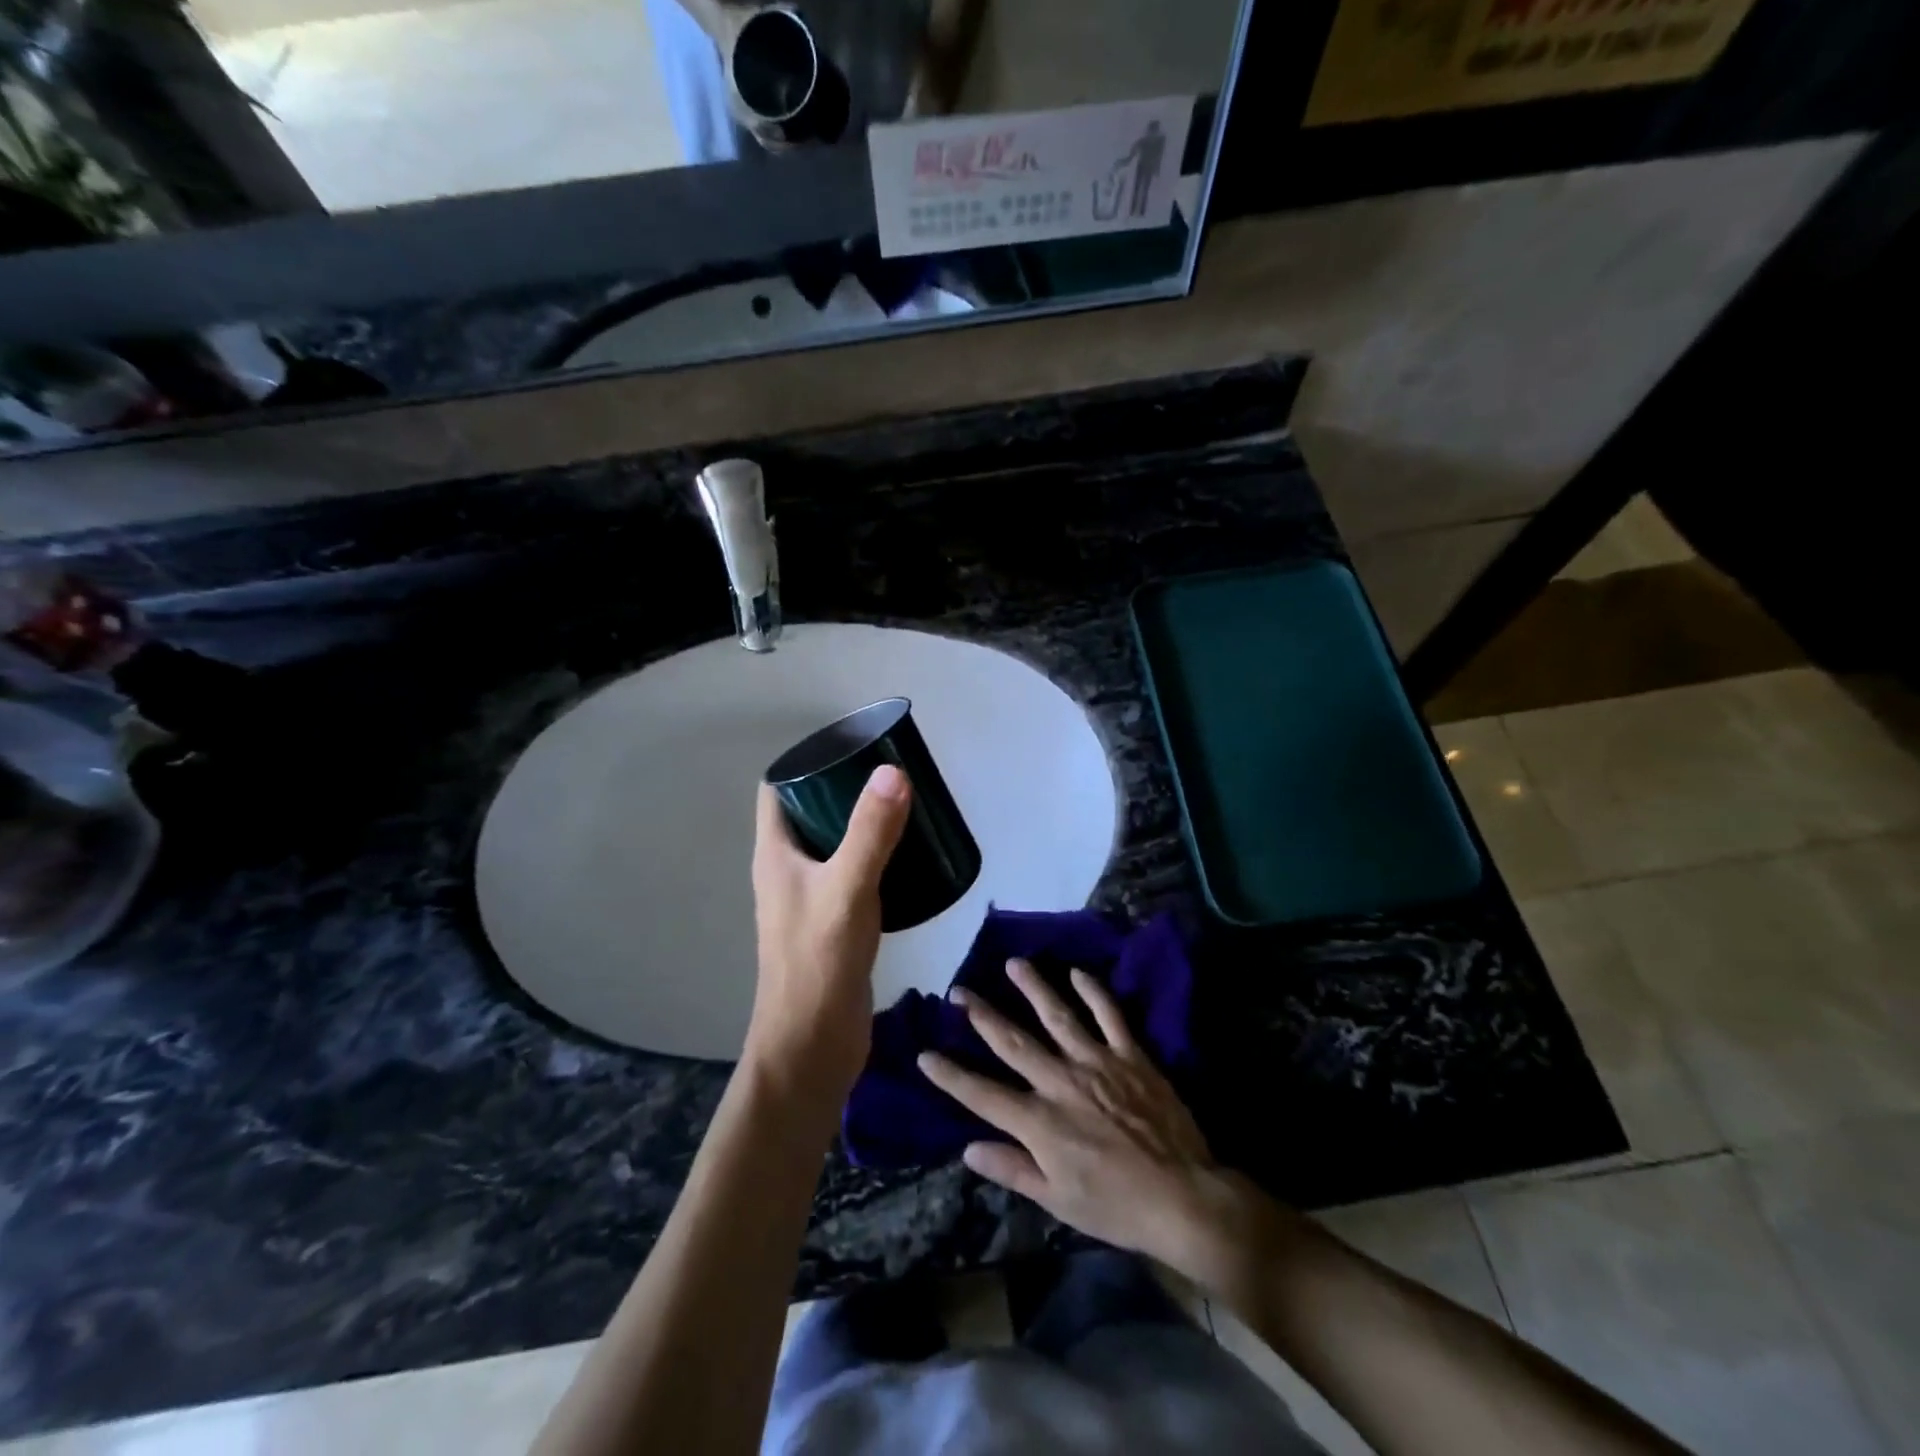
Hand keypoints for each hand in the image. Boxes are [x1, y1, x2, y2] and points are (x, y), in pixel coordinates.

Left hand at [745, 766, 911, 1106]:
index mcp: (775, 854)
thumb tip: (892, 771)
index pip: (778, 790)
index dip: (806, 764)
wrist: (813, 1044)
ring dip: (862, 824)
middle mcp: (787, 870)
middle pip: (810, 813)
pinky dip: (874, 858)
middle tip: (891, 775)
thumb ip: (870, 833)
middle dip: (844, 790)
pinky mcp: (833, 922)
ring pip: (833, 844)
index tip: (850, 748)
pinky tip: (907, 859)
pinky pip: (852, 874)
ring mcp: (809, 898)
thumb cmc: (819, 961)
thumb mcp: (847, 888)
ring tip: (905, 808)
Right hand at [920, 960, 1281, 1289]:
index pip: (982, 1094)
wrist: (1183, 1198)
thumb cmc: (1116, 1207)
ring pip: (1057, 1016)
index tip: (924, 1054)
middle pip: (1012, 1042)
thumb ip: (1013, 1169)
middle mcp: (1060, 1082)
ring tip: (1013, 963)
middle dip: (982, 1015)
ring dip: (1032, 988)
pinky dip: (1093, 992)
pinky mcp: (1130, 1055)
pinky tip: (1077, 972)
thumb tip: (968, 1149)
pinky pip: (1109, 1016)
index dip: (950, 1075)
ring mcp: (1096, 1063)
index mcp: (1039, 1122)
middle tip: (959, 990)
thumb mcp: (1058, 1201)